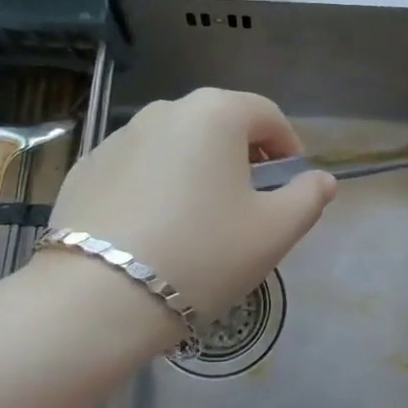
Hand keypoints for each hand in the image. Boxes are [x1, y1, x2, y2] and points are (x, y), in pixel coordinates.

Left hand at [49, 89, 337, 323]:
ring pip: (176, 145)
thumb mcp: (273, 233)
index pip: (268, 116)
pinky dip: (155, 186)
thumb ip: (308, 198)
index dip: (289, 148)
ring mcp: (119, 136)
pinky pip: (138, 168)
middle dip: (242, 158)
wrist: (97, 297)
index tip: (291, 186)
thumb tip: (321, 180)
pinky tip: (153, 231)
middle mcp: (165, 110)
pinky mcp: (87, 167)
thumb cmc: (202, 255)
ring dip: (197, 171)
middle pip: (219, 126)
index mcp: (215, 113)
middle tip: (249, 206)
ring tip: (199, 221)